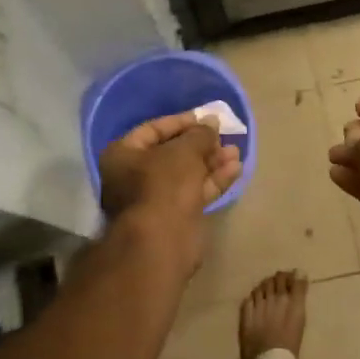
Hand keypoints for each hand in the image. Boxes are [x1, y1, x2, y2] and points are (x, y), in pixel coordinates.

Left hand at [98, 111, 241, 265]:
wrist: (162, 240)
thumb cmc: (164, 184)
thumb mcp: (184, 150)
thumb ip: (200, 134)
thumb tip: (211, 122)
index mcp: (123, 154)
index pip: (153, 129)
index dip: (181, 122)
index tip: (207, 119)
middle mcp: (133, 175)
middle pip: (172, 153)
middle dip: (201, 145)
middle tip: (225, 136)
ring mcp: (154, 198)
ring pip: (186, 174)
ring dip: (211, 162)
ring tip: (236, 152)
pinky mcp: (174, 217)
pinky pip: (194, 192)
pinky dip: (213, 181)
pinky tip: (236, 170)